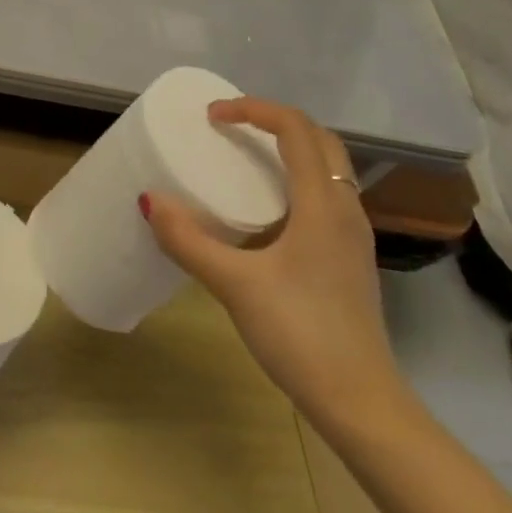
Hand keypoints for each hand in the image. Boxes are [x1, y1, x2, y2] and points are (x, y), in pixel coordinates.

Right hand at [141, 98, 403, 424]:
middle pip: (319, 140)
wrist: (361, 403)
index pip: (295, 129)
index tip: (213, 116)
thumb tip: (149, 200)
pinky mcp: (350, 259)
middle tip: (231, 127)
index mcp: (323, 204)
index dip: (253, 109)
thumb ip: (189, 241)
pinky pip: (326, 196)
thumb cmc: (301, 334)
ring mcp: (353, 236)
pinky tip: (265, 211)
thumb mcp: (235, 285)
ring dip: (289, 149)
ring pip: (328, 168)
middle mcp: (346, 209)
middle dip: (274, 122)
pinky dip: (296, 180)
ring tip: (245, 160)